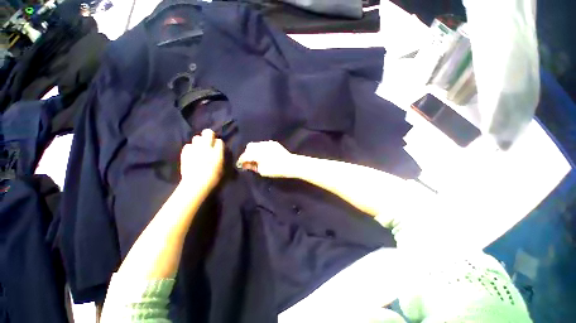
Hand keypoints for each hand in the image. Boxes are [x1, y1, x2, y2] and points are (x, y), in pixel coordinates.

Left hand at [180, 129, 223, 191]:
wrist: (197, 184)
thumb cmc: (215, 178)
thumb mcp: (225, 169)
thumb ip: (224, 158)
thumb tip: (223, 154)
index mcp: (217, 151)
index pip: (220, 141)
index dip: (219, 144)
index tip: (219, 149)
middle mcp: (206, 147)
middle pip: (208, 132)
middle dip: (209, 136)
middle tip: (210, 143)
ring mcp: (195, 149)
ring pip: (196, 137)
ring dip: (199, 142)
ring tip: (200, 149)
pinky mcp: (185, 153)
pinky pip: (188, 146)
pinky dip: (190, 148)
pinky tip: (192, 154)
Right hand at [237, 141, 294, 177]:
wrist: (291, 164)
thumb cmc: (276, 169)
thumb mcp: (262, 171)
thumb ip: (253, 166)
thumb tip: (246, 164)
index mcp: (257, 152)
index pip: (245, 155)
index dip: (241, 161)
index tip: (240, 165)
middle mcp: (261, 145)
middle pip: (249, 147)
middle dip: (247, 153)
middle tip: (249, 161)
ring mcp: (268, 143)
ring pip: (257, 144)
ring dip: (254, 150)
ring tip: (256, 158)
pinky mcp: (274, 143)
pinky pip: (264, 144)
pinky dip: (261, 148)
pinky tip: (264, 154)